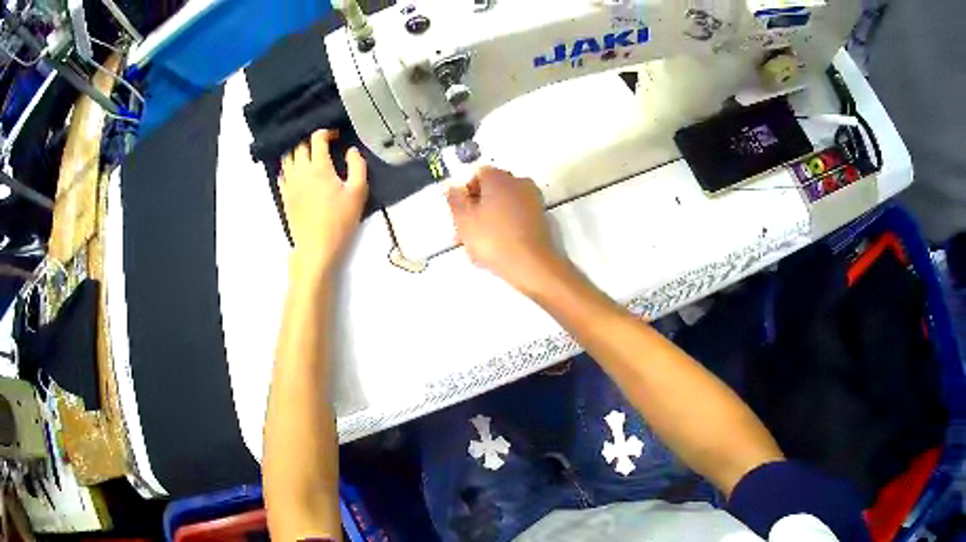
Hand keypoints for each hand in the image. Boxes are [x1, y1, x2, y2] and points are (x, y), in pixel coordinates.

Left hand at [281, 129, 367, 275]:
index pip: (317, 138)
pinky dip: (288, 167)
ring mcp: (290, 183)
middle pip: (299, 145)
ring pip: (287, 157)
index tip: (336, 135)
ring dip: (297, 151)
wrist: (316, 248)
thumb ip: (357, 166)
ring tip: (308, 154)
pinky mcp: (285, 196)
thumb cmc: (340, 221)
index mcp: (319, 167)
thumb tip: (352, 150)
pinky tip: (296, 171)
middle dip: (311, 140)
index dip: (327, 132)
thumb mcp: (358, 192)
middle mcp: (300, 171)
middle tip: (323, 144)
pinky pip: (282, 174)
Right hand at [446, 166, 563, 293]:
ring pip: (504, 205)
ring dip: (490, 219)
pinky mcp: (541, 218)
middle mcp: (519, 182)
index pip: (478, 175)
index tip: (460, 213)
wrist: (531, 264)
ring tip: (479, 246)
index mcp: (499, 178)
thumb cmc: (492, 238)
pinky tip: (498, 247)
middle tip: (465, 232)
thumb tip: (453, 188)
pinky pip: (517, 217)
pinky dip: (506, 227)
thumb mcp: (464, 220)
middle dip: (477, 208)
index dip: (466, 193)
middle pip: (492, 190)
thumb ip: (455, 200)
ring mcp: (533, 200)